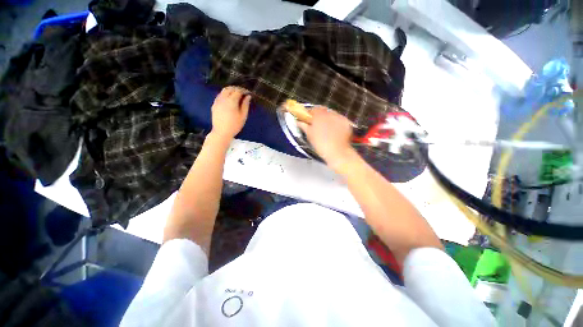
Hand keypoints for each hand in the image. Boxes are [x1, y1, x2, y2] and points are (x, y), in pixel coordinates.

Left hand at [210, 86, 250, 140]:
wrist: (221, 132)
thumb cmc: (235, 125)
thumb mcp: (243, 116)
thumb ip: (245, 105)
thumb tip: (248, 97)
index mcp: (232, 101)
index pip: (238, 91)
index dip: (244, 90)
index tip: (248, 93)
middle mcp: (223, 98)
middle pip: (230, 88)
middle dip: (237, 89)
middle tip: (243, 93)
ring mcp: (217, 101)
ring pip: (224, 91)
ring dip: (230, 90)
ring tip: (236, 95)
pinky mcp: (214, 104)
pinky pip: (220, 95)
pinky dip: (225, 94)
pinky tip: (229, 99)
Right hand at [298, 107, 354, 169]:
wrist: (337, 152)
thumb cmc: (320, 144)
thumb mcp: (310, 135)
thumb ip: (304, 126)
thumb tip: (298, 121)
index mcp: (319, 115)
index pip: (313, 109)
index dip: (310, 114)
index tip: (308, 120)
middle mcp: (330, 113)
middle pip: (323, 111)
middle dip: (320, 116)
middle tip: (318, 125)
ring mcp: (339, 117)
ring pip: (332, 115)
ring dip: (329, 119)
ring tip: (328, 130)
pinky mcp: (347, 122)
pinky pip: (340, 120)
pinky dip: (337, 123)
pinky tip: (336, 132)